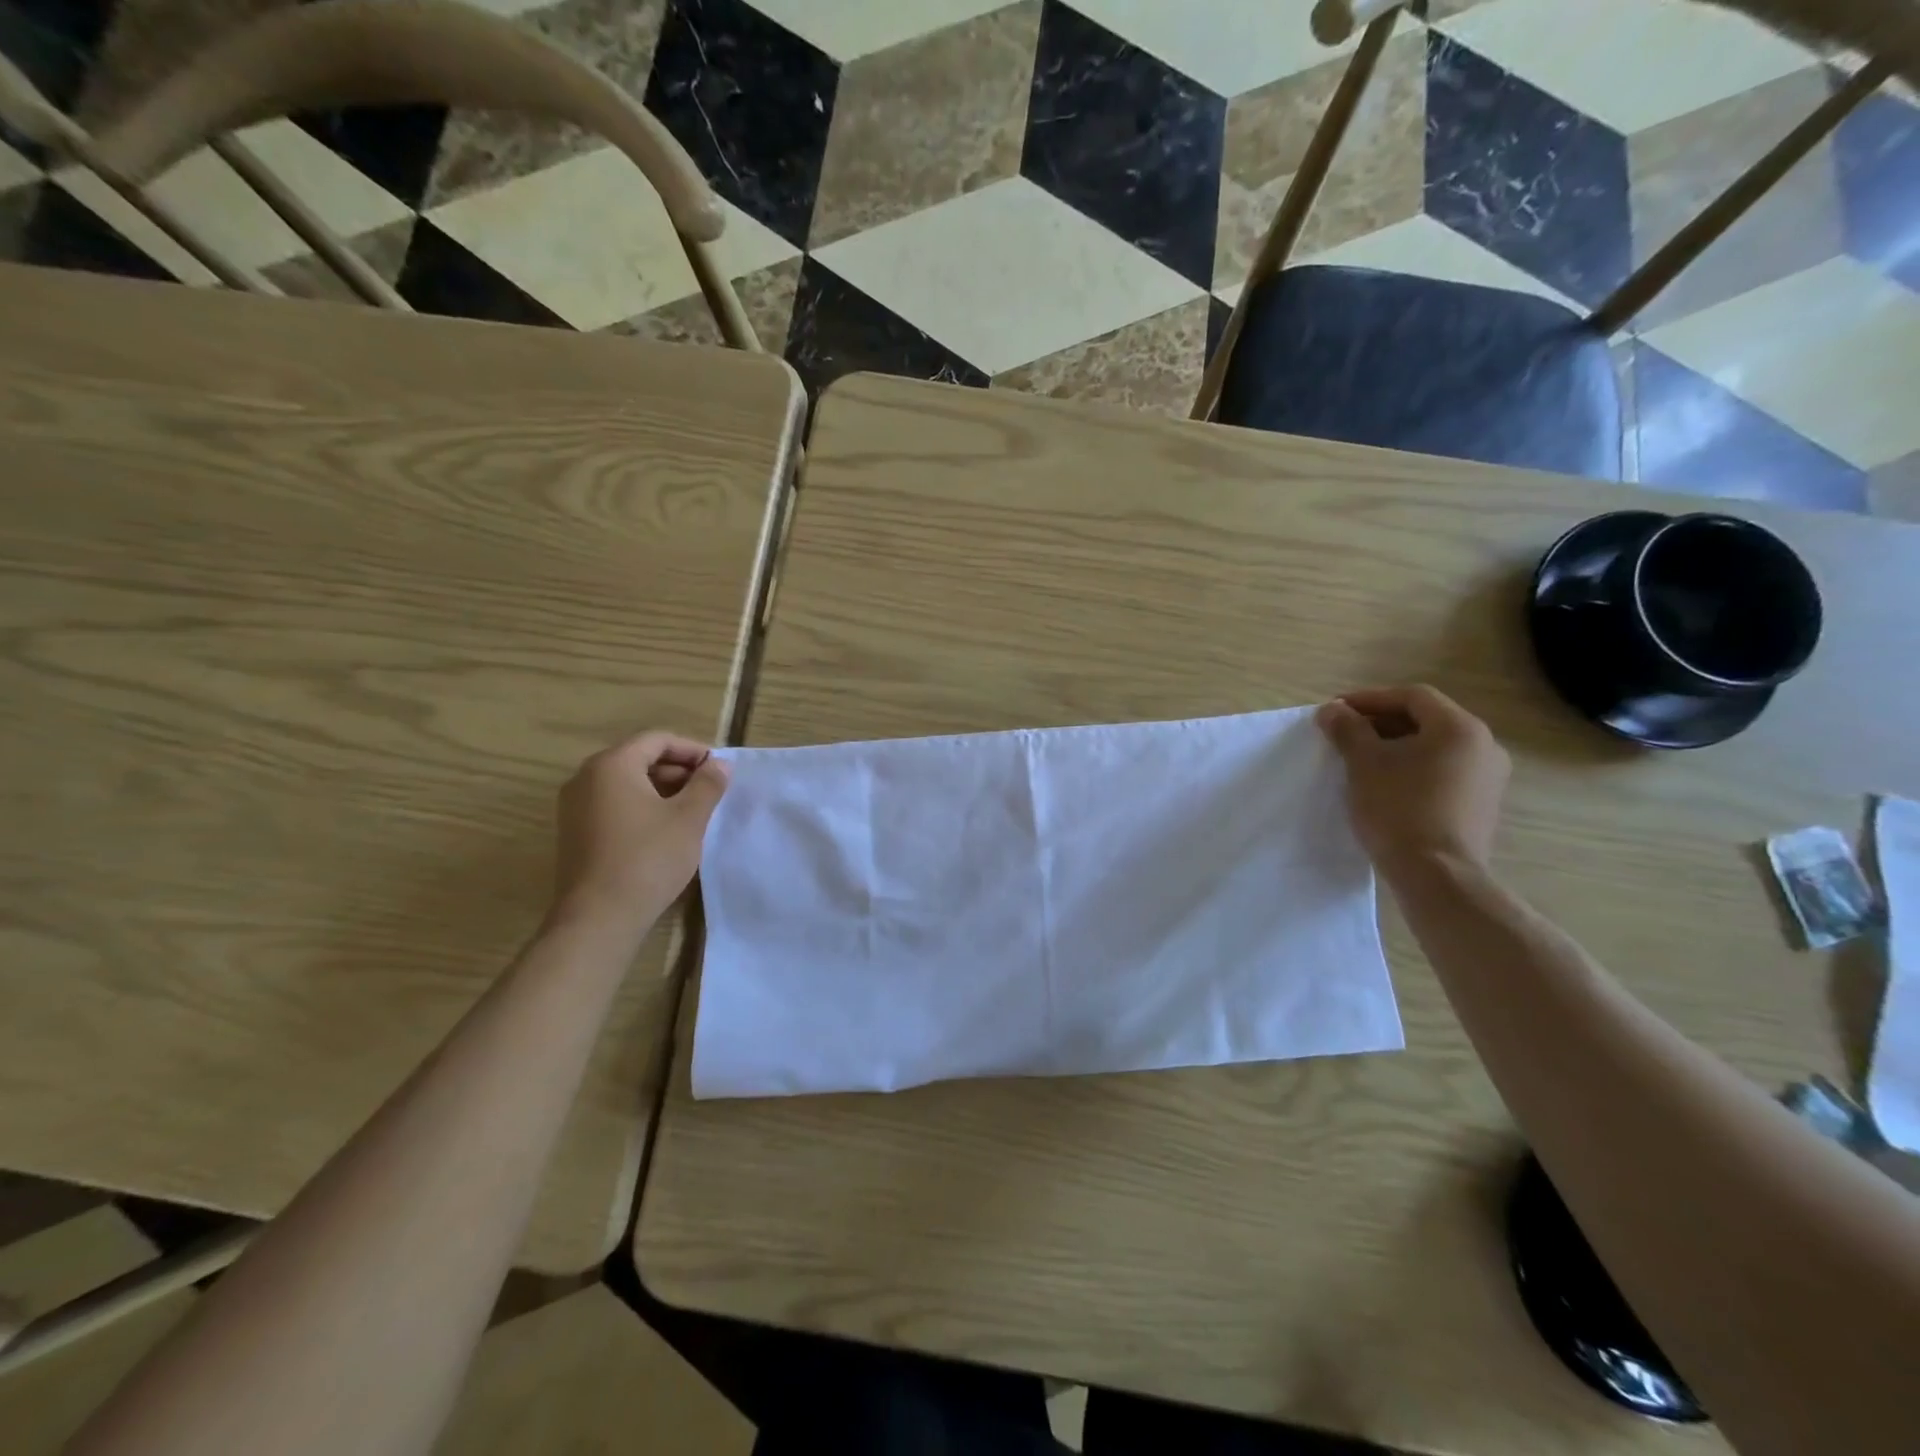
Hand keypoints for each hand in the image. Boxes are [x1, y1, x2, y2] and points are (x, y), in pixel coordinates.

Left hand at [549, 731, 728, 934]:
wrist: (599, 917)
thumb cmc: (648, 859)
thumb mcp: (688, 818)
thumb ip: (707, 785)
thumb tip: (720, 764)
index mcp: (611, 765)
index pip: (657, 740)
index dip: (692, 750)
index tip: (718, 770)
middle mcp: (586, 778)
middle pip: (639, 758)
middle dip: (678, 770)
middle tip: (709, 791)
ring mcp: (574, 807)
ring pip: (626, 783)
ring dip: (662, 789)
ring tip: (692, 811)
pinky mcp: (575, 832)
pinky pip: (613, 804)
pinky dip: (641, 807)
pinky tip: (665, 830)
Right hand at [1315, 685, 1509, 871]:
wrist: (1437, 875)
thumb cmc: (1399, 808)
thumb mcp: (1364, 763)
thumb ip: (1348, 729)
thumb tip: (1332, 710)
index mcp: (1459, 728)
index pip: (1412, 696)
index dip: (1370, 699)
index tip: (1336, 711)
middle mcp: (1485, 746)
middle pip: (1426, 720)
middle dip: (1381, 722)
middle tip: (1344, 733)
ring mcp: (1488, 778)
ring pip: (1435, 747)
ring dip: (1396, 746)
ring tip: (1360, 759)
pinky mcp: (1481, 805)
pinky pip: (1443, 772)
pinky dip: (1413, 768)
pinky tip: (1386, 784)